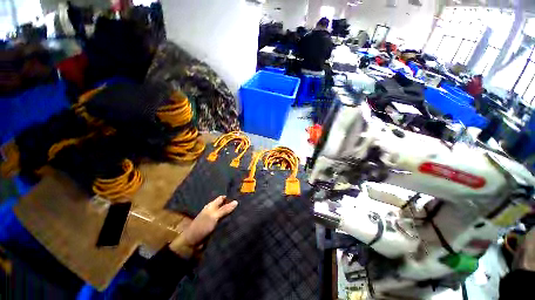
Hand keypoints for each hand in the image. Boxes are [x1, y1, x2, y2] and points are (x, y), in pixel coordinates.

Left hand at [169, 196, 237, 257]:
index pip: (222, 198)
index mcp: (211, 205)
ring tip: (242, 211)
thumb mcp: (214, 216)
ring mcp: (214, 219)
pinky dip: (229, 219)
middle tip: (243, 204)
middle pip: (224, 205)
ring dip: (231, 212)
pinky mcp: (216, 226)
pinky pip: (224, 220)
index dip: (229, 197)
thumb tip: (236, 201)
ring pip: (225, 213)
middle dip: (232, 205)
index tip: (240, 196)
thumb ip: (225, 209)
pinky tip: (236, 220)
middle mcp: (213, 210)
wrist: (193, 243)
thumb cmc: (202, 226)